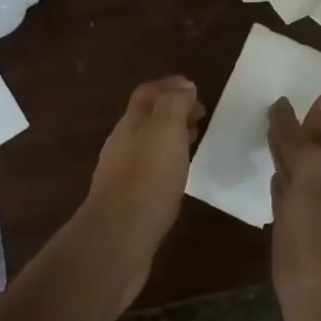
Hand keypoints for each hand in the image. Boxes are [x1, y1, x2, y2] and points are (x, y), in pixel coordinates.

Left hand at [81, 76, 204, 299]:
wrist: (120, 235)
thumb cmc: (148, 177)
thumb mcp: (166, 129)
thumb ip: (174, 104)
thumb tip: (184, 86)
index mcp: (130, 123)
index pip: (147, 94)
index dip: (170, 86)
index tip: (195, 88)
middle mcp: (122, 144)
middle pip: (146, 118)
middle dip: (172, 110)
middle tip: (200, 115)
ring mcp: (121, 173)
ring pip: (148, 144)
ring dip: (170, 137)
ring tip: (194, 141)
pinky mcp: (128, 200)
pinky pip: (150, 170)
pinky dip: (167, 162)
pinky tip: (179, 175)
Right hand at [268, 90, 320, 320]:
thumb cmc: (314, 254)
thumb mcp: (310, 192)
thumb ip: (315, 145)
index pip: (315, 144)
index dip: (296, 124)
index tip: (274, 102)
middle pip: (310, 163)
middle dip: (292, 142)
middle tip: (265, 120)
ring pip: (301, 186)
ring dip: (286, 167)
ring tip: (264, 151)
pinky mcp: (307, 252)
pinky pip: (293, 210)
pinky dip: (281, 195)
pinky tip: (272, 197)